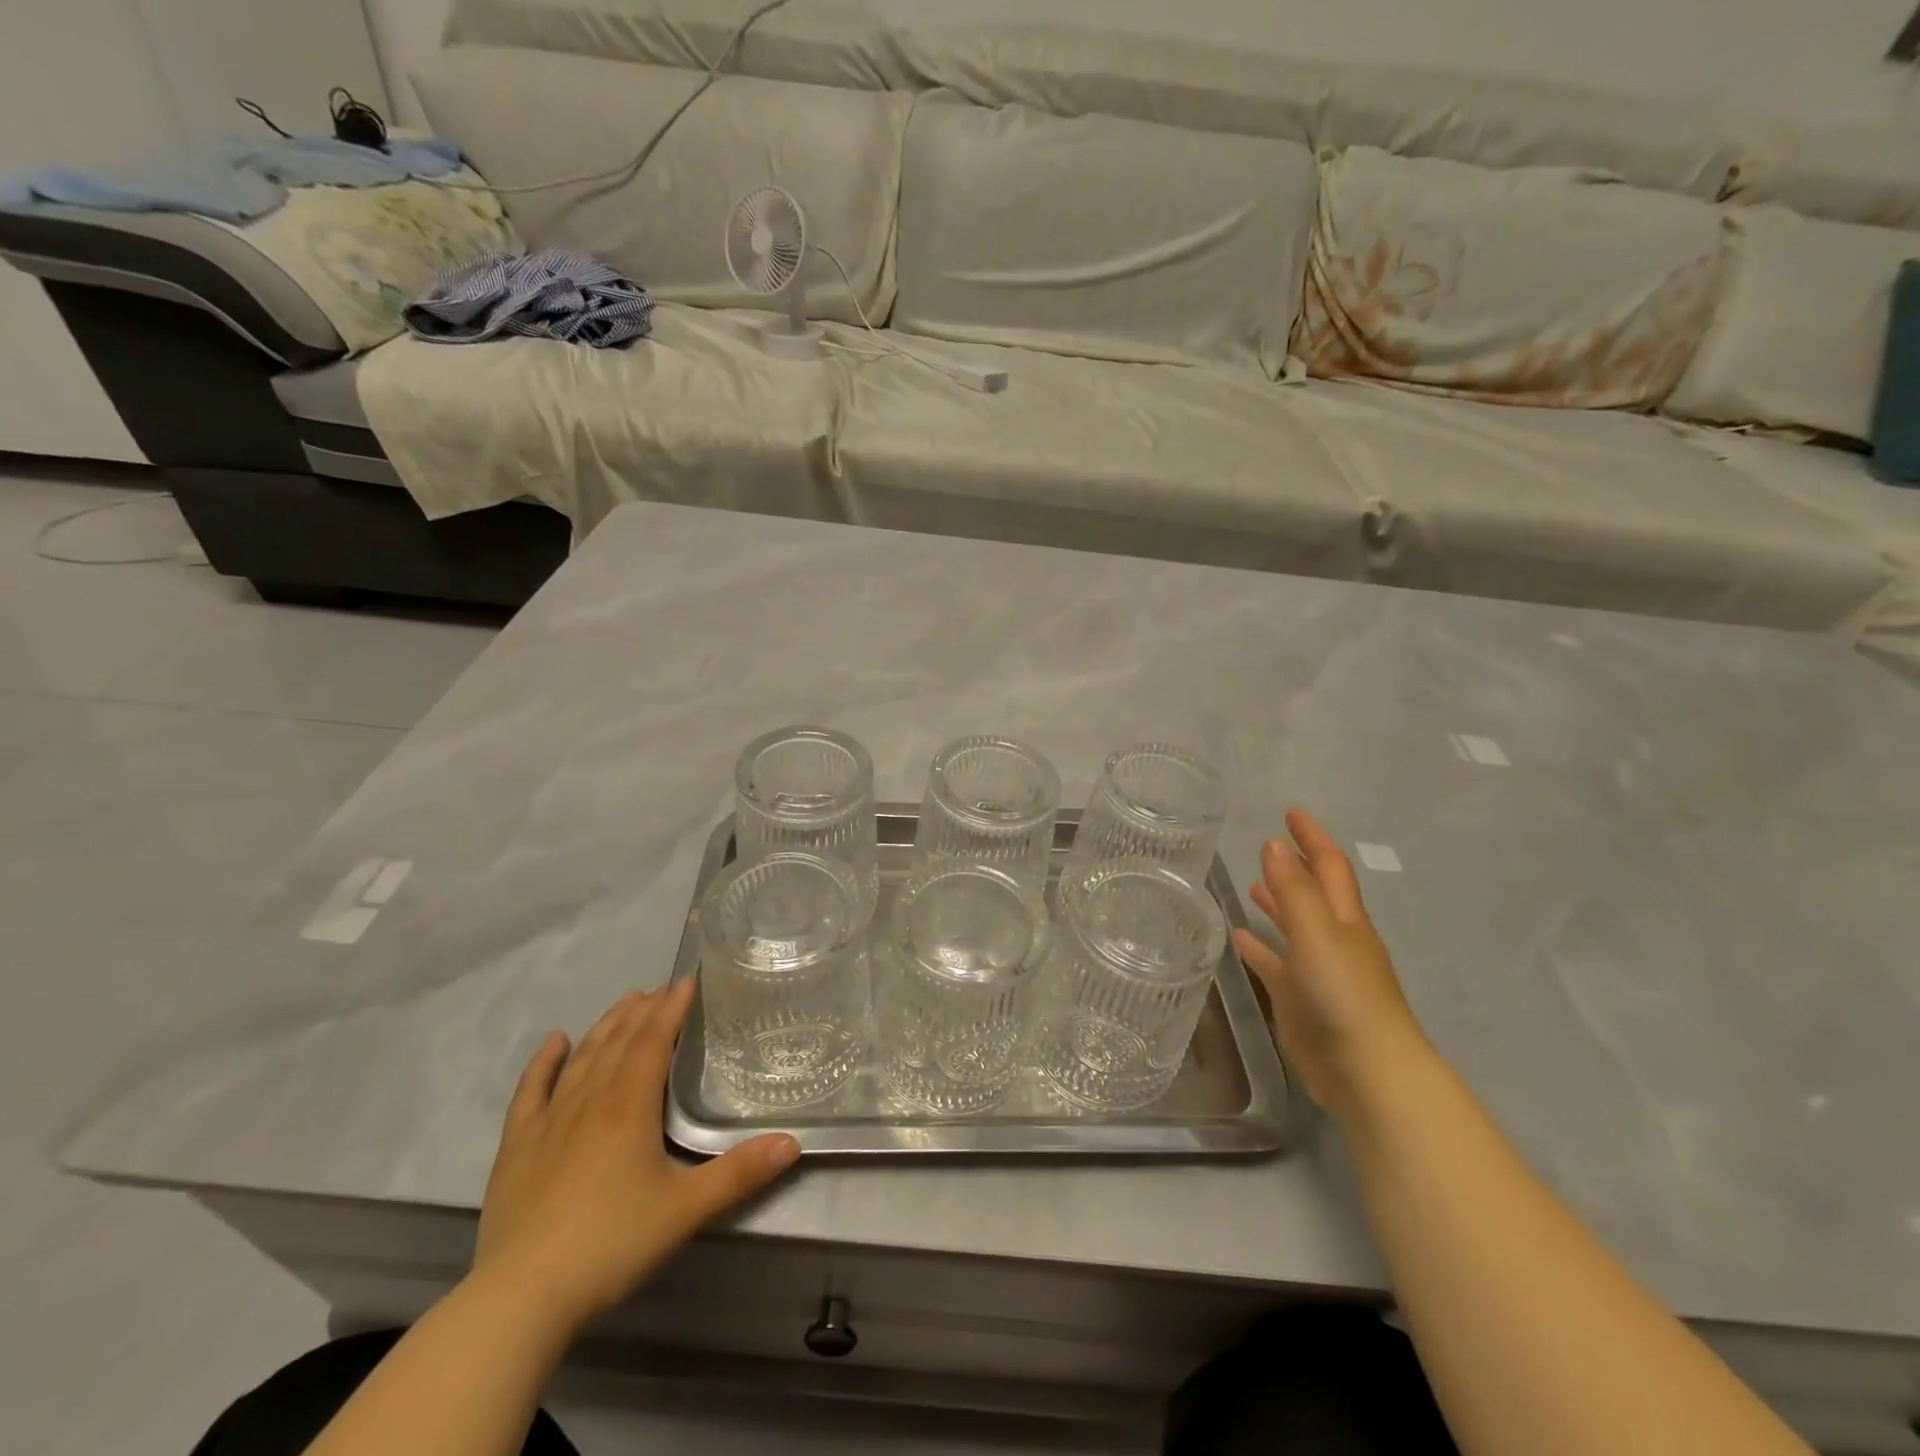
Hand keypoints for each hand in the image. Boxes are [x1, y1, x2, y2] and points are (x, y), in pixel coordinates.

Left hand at [473, 980, 800, 1334]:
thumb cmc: (611, 1245)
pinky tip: (555, 1041)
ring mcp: (548, 1122)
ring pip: (582, 1058)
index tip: (686, 981)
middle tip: (661, 987)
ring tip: (626, 1000)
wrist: (521, 1298)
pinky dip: (544, 1062)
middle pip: (619, 1042)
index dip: (671, 1009)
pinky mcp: (517, 1147)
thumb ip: (740, 1174)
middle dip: (643, 1010)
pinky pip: (531, 1092)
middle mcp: (589, 1101)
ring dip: (606, 1025)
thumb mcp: (686, 1210)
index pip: (653, 1041)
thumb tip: (792, 1143)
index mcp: (629, 1107)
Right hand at [1232, 808, 1433, 1120]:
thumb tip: (1274, 844)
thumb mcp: (1318, 933)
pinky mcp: (1301, 1001)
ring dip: (1277, 905)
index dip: (1312, 838)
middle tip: (1270, 844)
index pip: (1329, 867)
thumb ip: (1294, 890)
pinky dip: (1260, 949)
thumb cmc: (1345, 994)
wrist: (1366, 1072)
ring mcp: (1318, 972)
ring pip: (1294, 929)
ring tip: (1251, 886)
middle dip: (1295, 867)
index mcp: (1345, 920)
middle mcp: (1334, 940)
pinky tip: (1239, 940)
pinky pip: (1276, 965)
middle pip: (1314, 894)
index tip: (1291, 812)